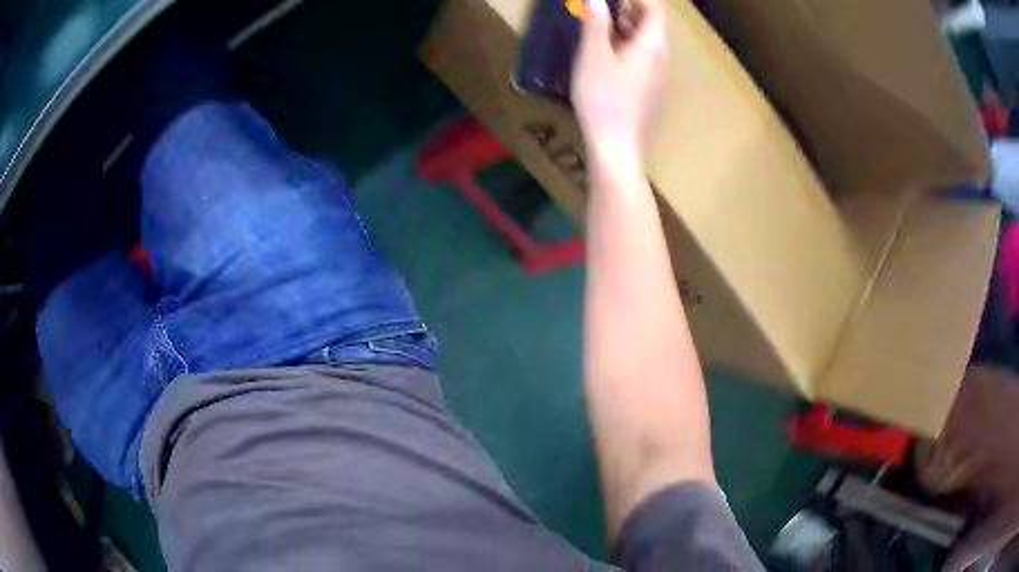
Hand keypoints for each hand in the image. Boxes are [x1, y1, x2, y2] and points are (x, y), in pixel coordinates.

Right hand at [571, 0, 668, 158]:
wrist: (616, 147)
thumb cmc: (604, 99)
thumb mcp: (594, 56)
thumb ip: (596, 23)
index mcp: (652, 45)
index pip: (654, 10)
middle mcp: (660, 58)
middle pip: (651, 24)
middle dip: (628, 8)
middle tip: (602, 4)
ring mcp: (656, 75)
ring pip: (645, 40)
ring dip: (625, 25)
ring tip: (600, 18)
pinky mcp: (647, 88)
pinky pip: (642, 56)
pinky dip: (625, 42)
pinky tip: (605, 47)